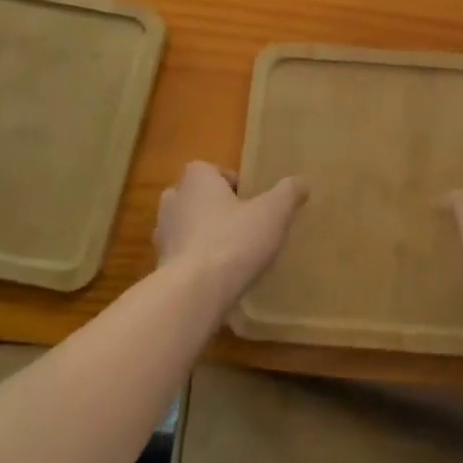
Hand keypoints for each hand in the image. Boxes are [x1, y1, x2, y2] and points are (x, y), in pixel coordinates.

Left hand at [156, 161, 307, 306]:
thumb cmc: (234, 240)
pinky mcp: (161, 268)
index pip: (209, 169)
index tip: (250, 200)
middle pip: (194, 197)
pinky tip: (219, 278)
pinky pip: (181, 257)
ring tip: (232, 253)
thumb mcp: (273, 212)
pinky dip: (196, 263)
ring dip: (203, 236)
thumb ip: (288, 193)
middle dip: (213, 207)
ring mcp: (162, 237)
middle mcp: (173, 202)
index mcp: (196, 180)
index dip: (230, 182)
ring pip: (184, 227)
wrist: (193, 293)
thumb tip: (301, 182)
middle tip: (241, 223)